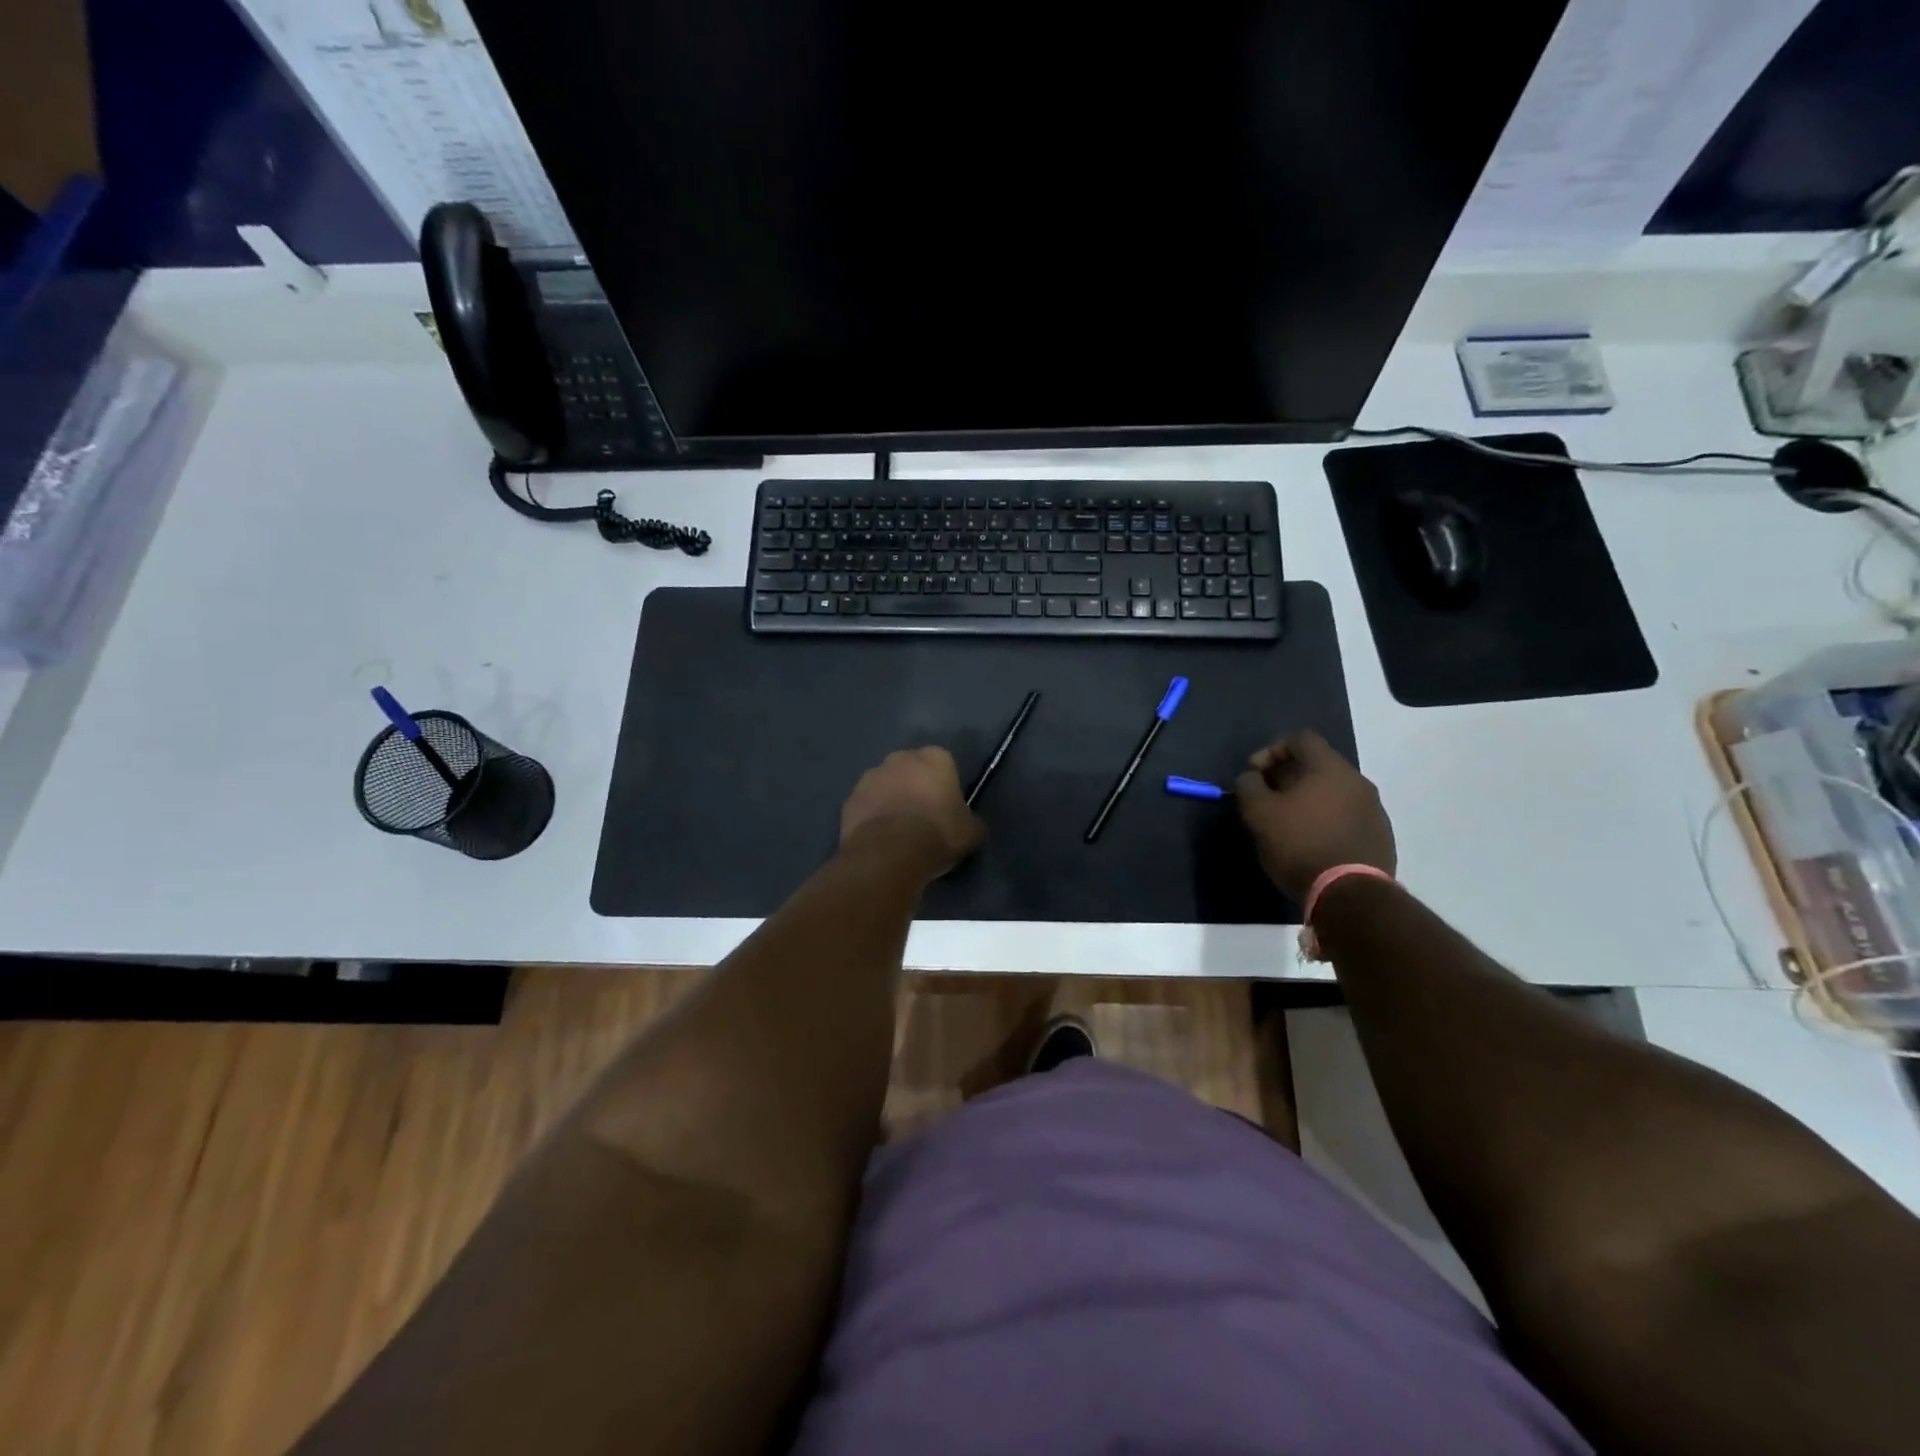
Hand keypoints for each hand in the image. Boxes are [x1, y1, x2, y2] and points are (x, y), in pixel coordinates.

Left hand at [840, 747, 984, 878]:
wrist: (889, 854)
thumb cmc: (937, 834)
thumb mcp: (972, 832)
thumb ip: (972, 821)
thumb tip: (971, 824)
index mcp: (935, 758)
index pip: (944, 764)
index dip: (945, 785)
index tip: (947, 808)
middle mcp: (900, 758)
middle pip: (911, 769)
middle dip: (915, 787)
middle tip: (923, 817)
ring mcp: (870, 777)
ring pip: (885, 785)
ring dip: (891, 799)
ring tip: (898, 831)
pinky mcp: (850, 799)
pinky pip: (866, 805)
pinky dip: (872, 816)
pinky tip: (879, 839)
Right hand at [1235, 731, 1394, 901]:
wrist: (1350, 894)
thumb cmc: (1299, 845)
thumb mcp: (1258, 813)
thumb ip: (1249, 786)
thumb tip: (1251, 777)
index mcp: (1330, 768)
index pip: (1300, 739)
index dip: (1271, 751)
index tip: (1254, 775)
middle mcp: (1358, 781)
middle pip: (1317, 765)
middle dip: (1287, 777)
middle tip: (1266, 800)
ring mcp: (1374, 809)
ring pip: (1333, 792)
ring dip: (1307, 800)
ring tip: (1287, 824)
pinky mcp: (1380, 836)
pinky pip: (1346, 815)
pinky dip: (1325, 819)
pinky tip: (1311, 842)